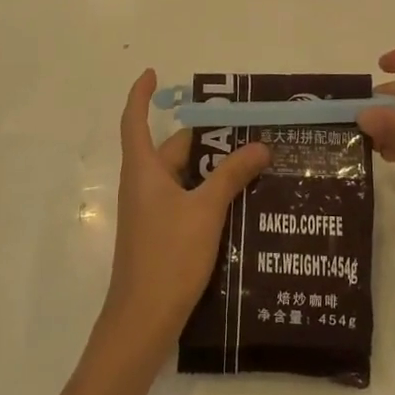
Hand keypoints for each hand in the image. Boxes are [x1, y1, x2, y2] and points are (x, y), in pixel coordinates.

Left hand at [99, 70, 270, 353]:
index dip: (141, 94)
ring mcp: (150, 212)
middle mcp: (143, 184)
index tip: (153, 73)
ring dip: (211, 169)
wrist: (142, 321)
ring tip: (252, 164)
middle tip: (245, 131)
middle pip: (172, 149)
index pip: (135, 119)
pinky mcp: (160, 234)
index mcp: (143, 169)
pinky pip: (185, 200)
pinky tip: (239, 203)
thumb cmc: (168, 255)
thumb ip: (232, 175)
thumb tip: (260, 146)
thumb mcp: (206, 210)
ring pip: (182, 177)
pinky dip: (207, 194)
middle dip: (206, 138)